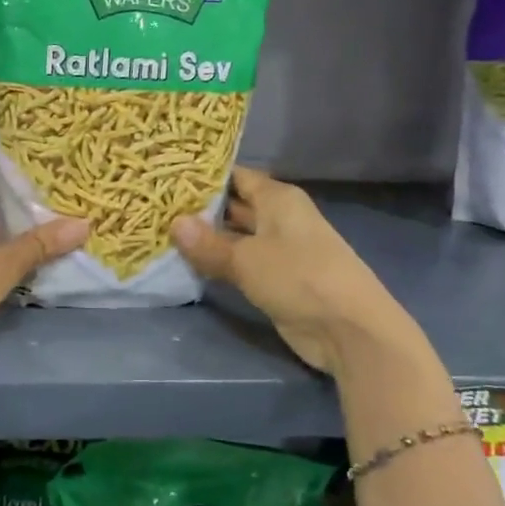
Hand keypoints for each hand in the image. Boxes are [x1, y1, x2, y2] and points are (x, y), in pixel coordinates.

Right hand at [171, 167, 394, 373]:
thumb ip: (208, 243)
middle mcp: (279, 218)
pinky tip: (186, 263)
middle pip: (234, 205)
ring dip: (205, 238)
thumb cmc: (299, 277)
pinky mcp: (276, 278)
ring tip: (162, 232)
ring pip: (235, 236)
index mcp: (278, 199)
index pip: (236, 176)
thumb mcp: (246, 258)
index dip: (204, 176)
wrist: (348, 330)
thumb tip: (174, 224)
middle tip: (156, 206)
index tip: (168, 175)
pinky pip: (240, 263)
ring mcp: (279, 250)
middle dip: (199, 208)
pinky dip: (217, 263)